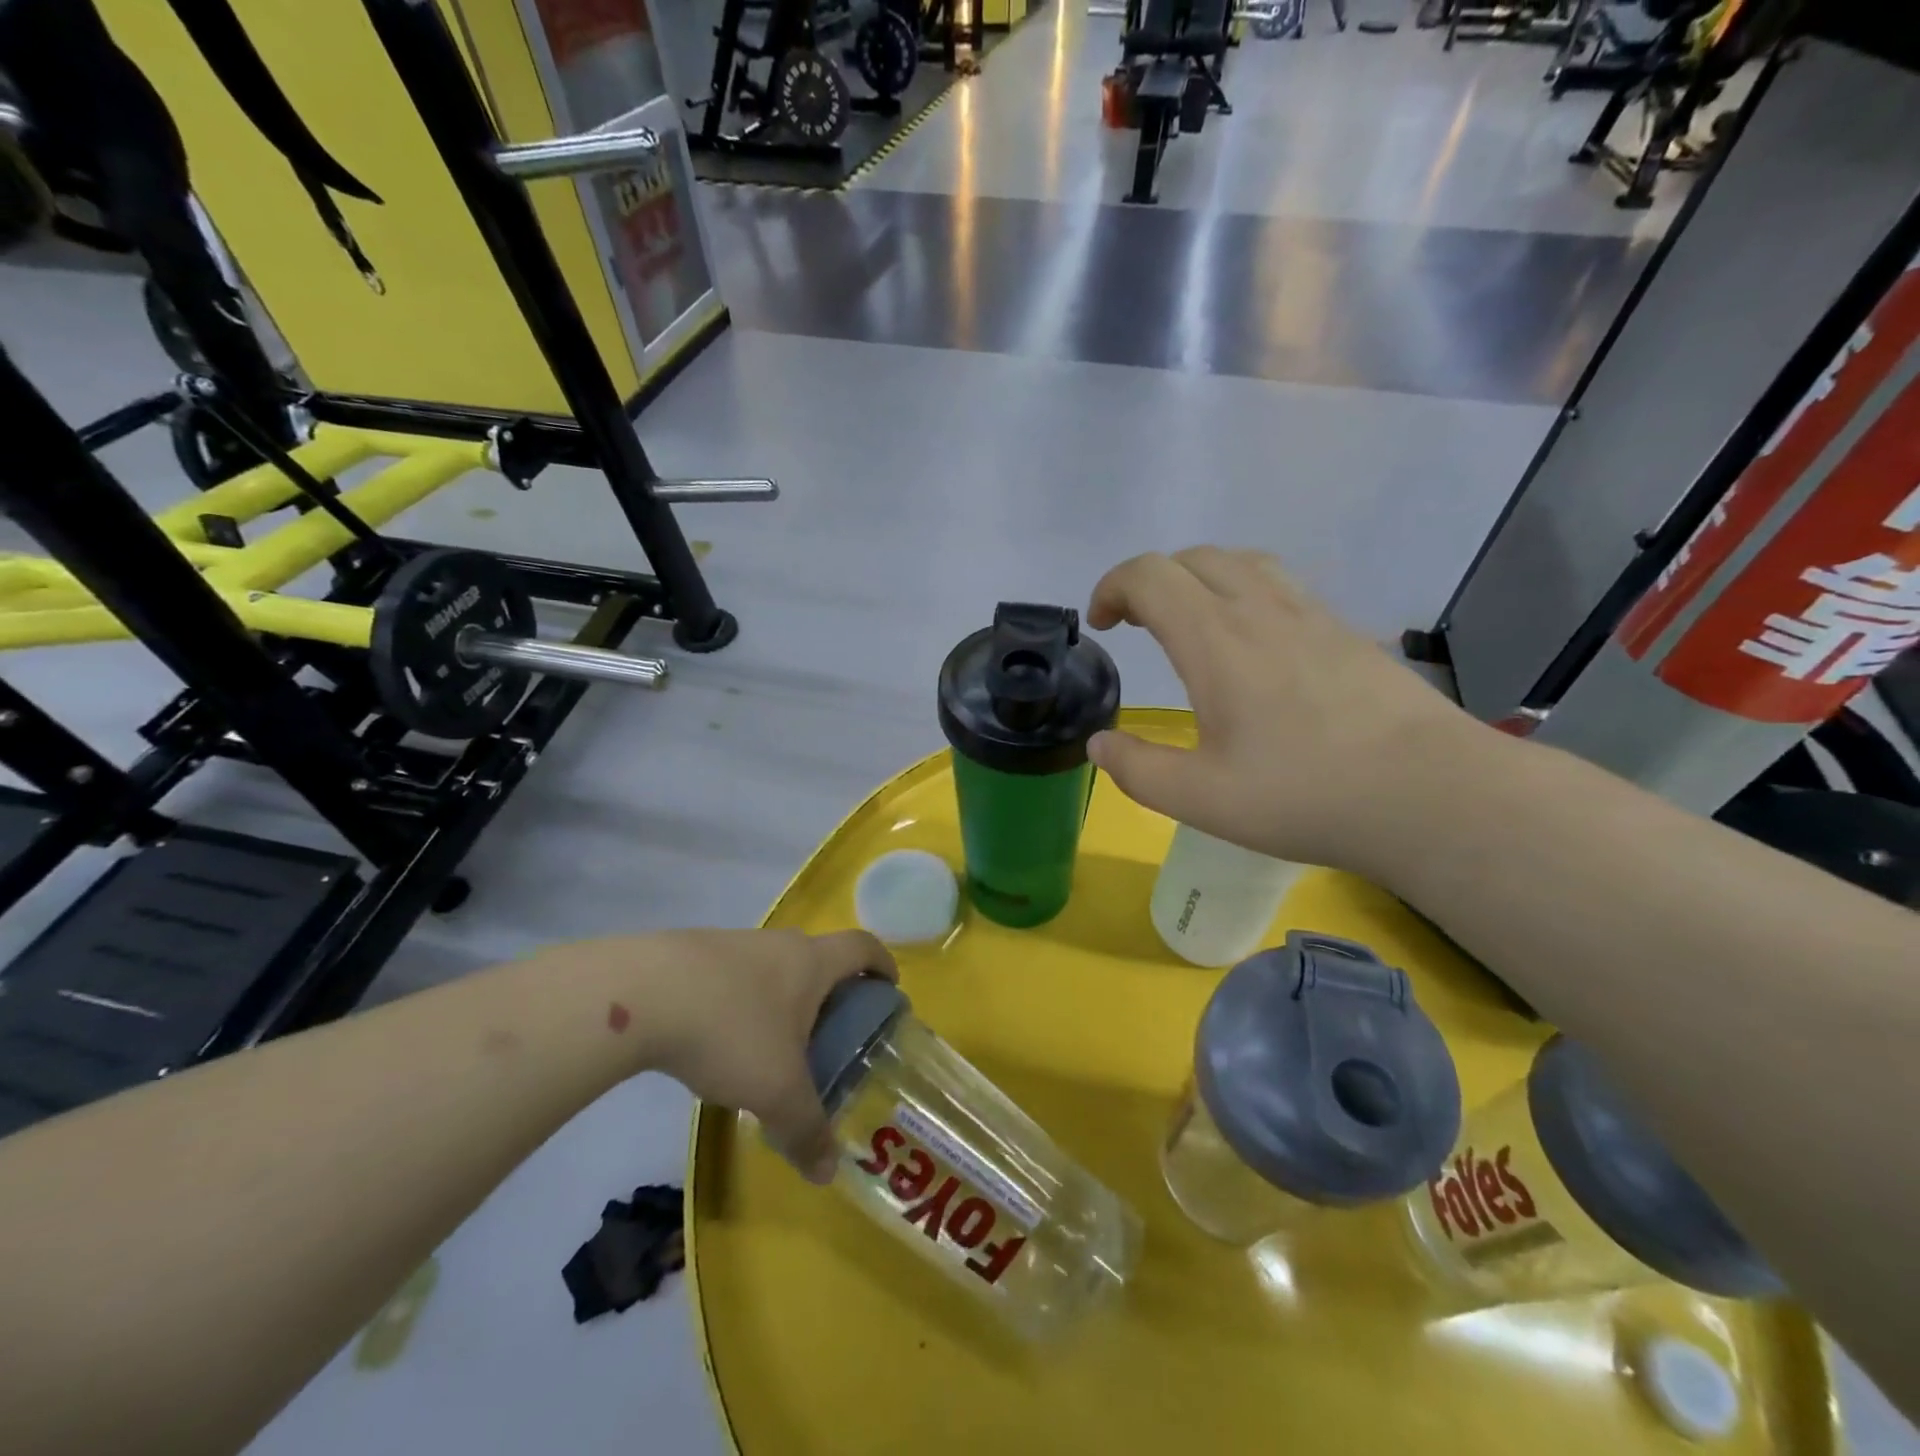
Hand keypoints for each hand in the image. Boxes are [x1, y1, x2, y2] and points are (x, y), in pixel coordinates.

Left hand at [644, 929, 895, 1183]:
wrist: (641, 995)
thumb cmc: (731, 1031)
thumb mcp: (776, 1091)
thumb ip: (806, 1130)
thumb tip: (828, 1173)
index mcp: (811, 962)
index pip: (863, 947)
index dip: (882, 965)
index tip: (889, 989)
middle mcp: (778, 943)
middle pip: (818, 957)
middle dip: (831, 991)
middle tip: (830, 1034)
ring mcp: (732, 944)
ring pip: (772, 967)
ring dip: (782, 998)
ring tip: (773, 1046)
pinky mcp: (690, 955)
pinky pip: (732, 977)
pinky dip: (740, 1002)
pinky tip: (720, 1041)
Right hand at [1086, 548, 1483, 872]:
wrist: (1431, 794)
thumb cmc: (1305, 795)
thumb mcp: (1201, 799)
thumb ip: (1138, 769)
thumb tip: (1100, 744)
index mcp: (1216, 640)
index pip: (1150, 575)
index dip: (1113, 587)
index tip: (1102, 624)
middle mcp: (1261, 610)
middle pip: (1192, 557)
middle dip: (1150, 580)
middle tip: (1136, 624)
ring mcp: (1310, 614)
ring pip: (1241, 561)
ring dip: (1198, 578)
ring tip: (1190, 621)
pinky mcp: (1345, 631)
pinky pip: (1280, 584)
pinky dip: (1243, 591)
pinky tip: (1253, 643)